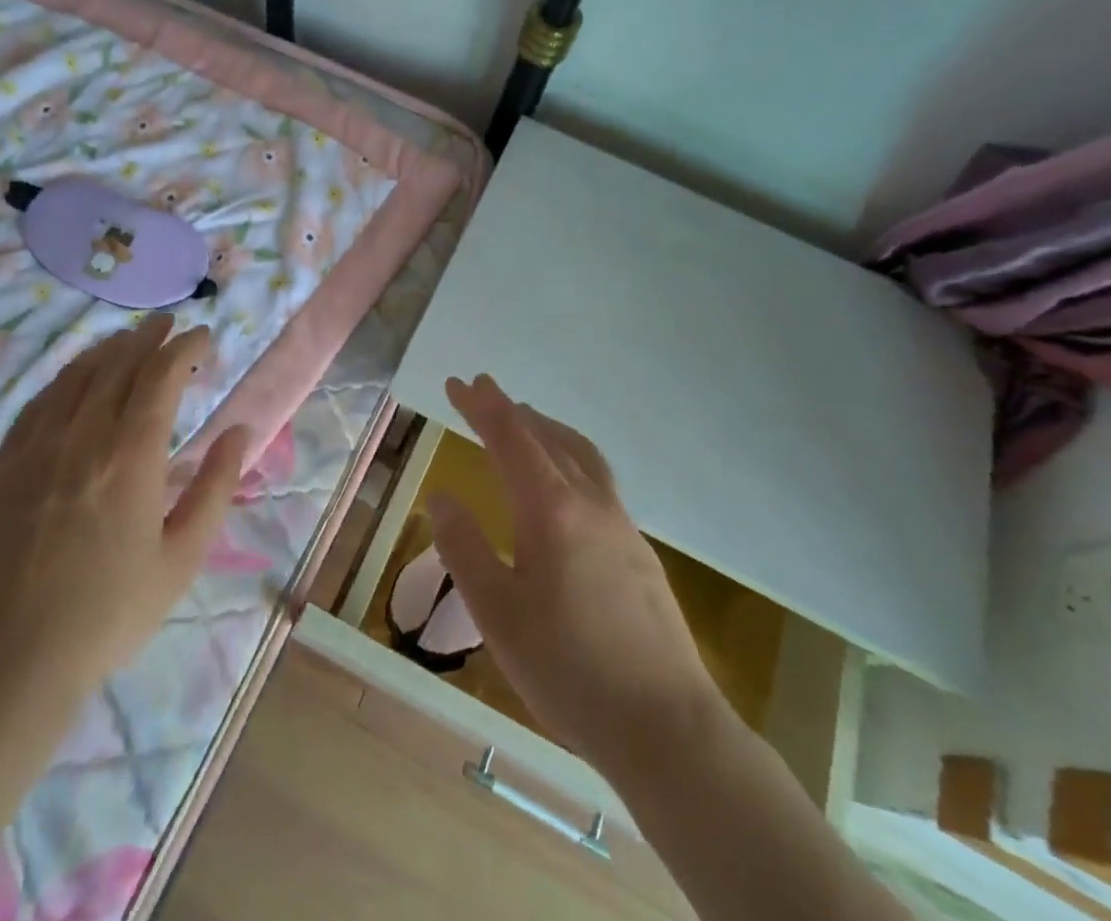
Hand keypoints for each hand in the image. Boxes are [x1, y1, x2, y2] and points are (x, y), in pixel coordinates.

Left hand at [0, 315, 248, 715]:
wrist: (9, 662)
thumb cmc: (109, 614)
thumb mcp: (182, 558)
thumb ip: (215, 487)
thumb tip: (239, 431)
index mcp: (131, 457)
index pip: (161, 375)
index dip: (184, 348)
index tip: (203, 338)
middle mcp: (82, 437)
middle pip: (119, 364)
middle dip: (149, 337)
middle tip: (170, 325)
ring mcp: (36, 448)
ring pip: (76, 375)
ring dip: (108, 349)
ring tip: (130, 339)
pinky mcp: (4, 465)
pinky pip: (39, 401)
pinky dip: (66, 377)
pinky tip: (76, 377)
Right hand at [430, 375, 721, 774]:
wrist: (667, 727)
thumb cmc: (569, 670)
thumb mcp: (497, 613)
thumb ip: (465, 548)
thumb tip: (442, 495)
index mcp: (551, 509)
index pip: (510, 438)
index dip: (480, 406)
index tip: (457, 383)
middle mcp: (590, 502)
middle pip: (546, 436)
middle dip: (509, 409)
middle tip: (481, 390)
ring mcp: (621, 524)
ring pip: (580, 453)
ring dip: (546, 427)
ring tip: (524, 418)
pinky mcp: (639, 550)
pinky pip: (598, 478)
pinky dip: (570, 455)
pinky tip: (565, 482)